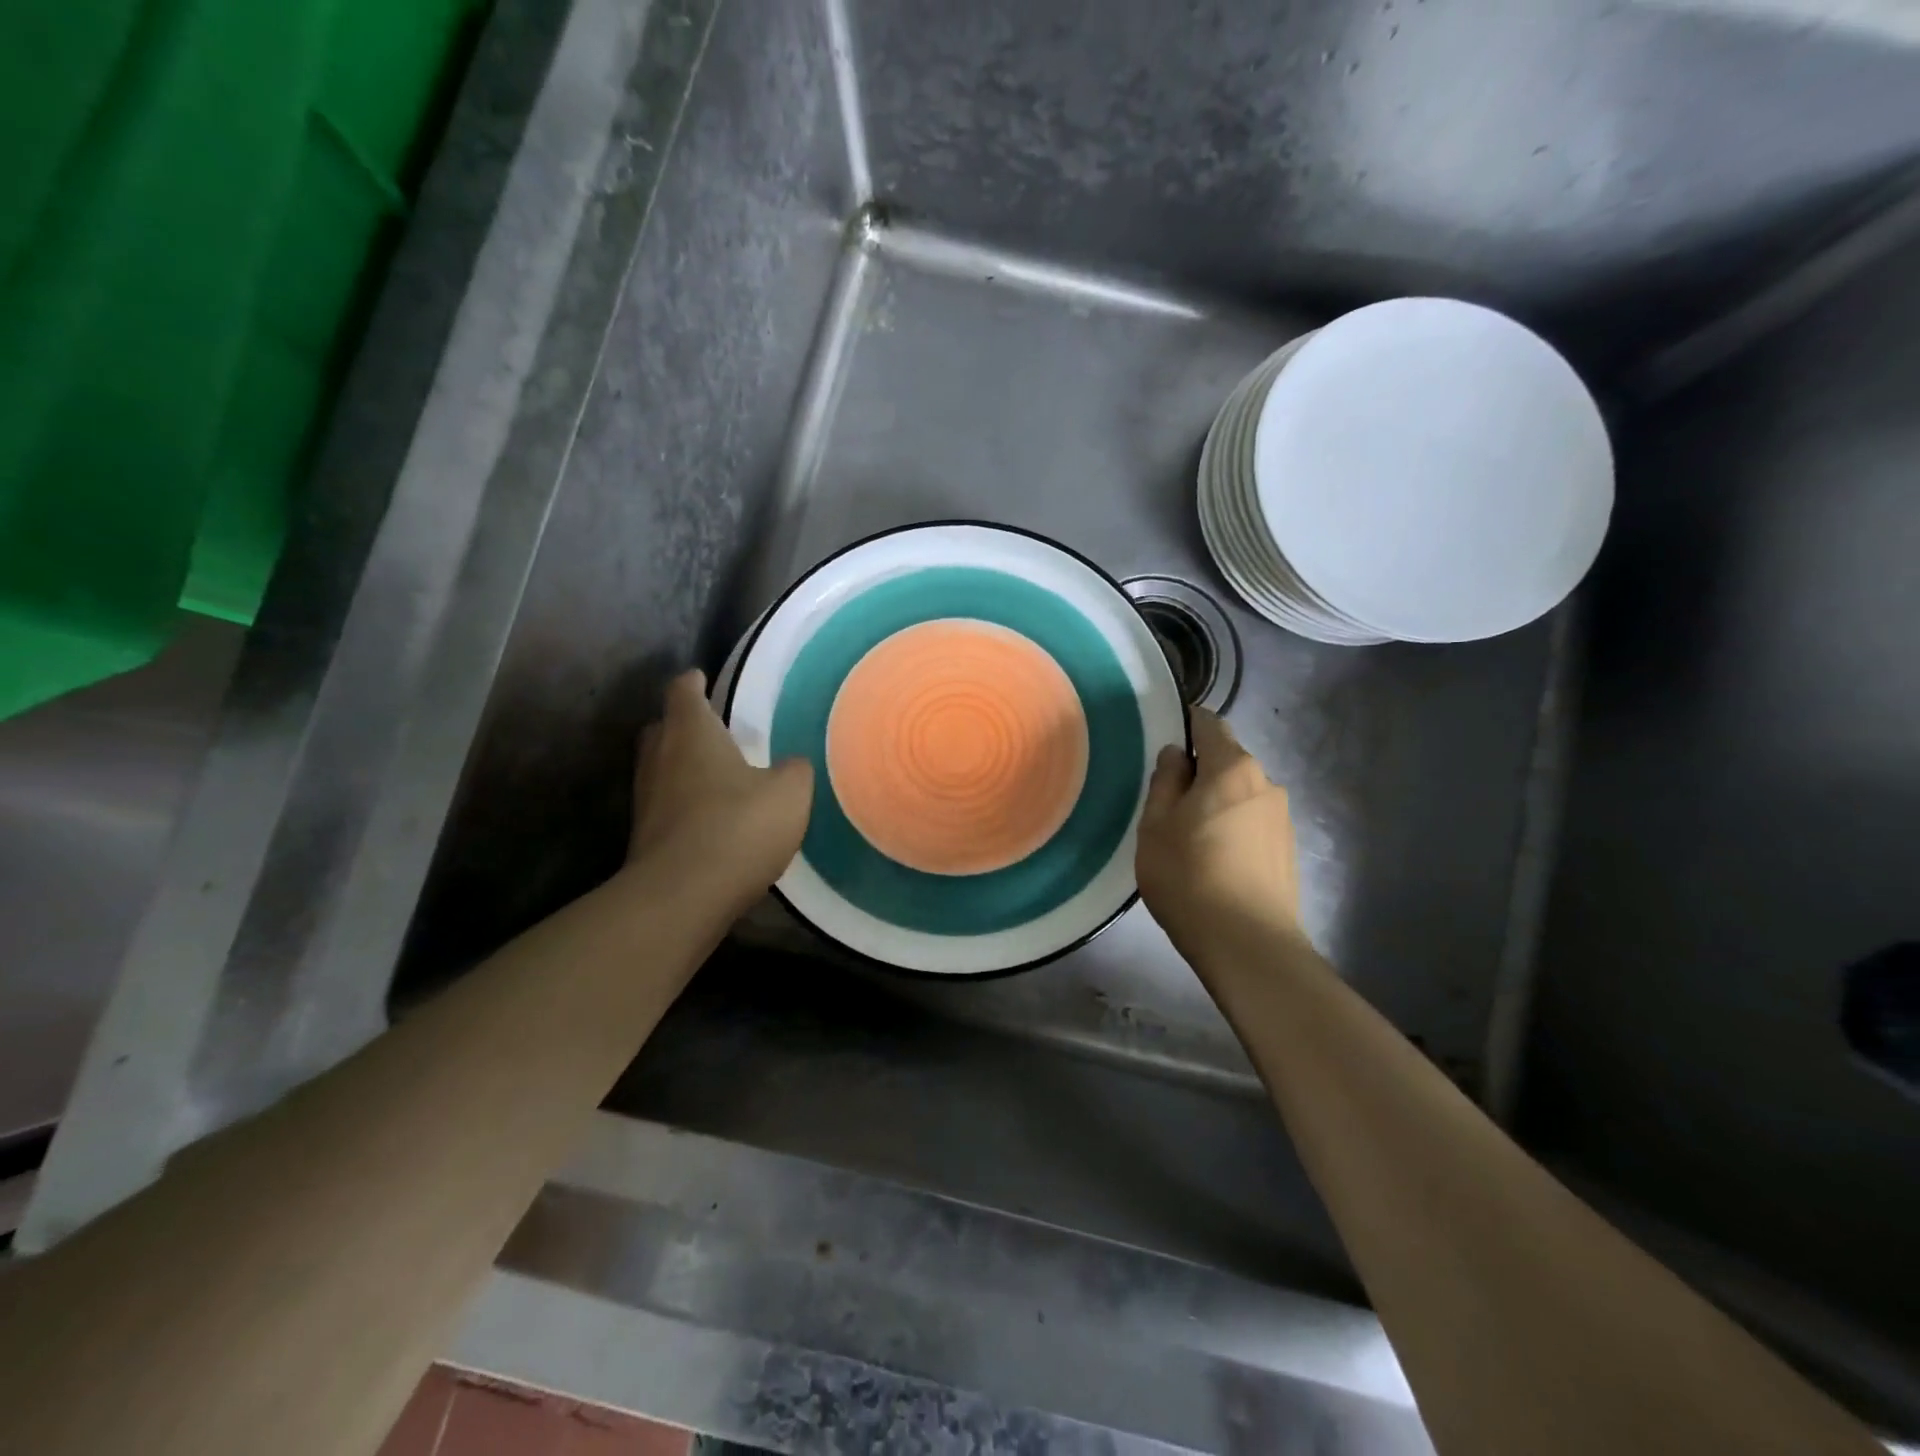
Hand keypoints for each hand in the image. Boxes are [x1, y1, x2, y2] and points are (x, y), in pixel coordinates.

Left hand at [628, 669, 813, 906]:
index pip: (683, 690)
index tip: (702, 677)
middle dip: (684, 725)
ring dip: (684, 767)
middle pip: (663, 727)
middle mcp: (659, 757)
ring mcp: (645, 798)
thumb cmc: (737, 827)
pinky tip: (713, 819)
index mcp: (691, 732)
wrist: (682, 896)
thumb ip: (793, 770)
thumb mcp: (790, 793)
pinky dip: (684, 804)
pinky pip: (665, 805)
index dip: (694, 681)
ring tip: (718, 776)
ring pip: (661, 768)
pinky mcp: (644, 836)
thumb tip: (789, 765)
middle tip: (714, 731)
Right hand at [1136, 708, 1302, 956]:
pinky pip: (1252, 821)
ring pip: (1241, 793)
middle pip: (1227, 760)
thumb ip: (1165, 781)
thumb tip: (1176, 755)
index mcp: (1231, 768)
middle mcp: (1265, 783)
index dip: (1185, 725)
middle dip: (1199, 770)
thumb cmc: (1189, 877)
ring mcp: (1282, 817)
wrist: (1248, 944)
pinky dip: (1233, 827)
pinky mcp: (1288, 849)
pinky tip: (1214, 859)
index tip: (1163, 743)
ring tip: (1189, 837)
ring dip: (1216, 801)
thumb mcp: (1156, 826)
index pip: (1209, 724)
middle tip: (1167, 802)